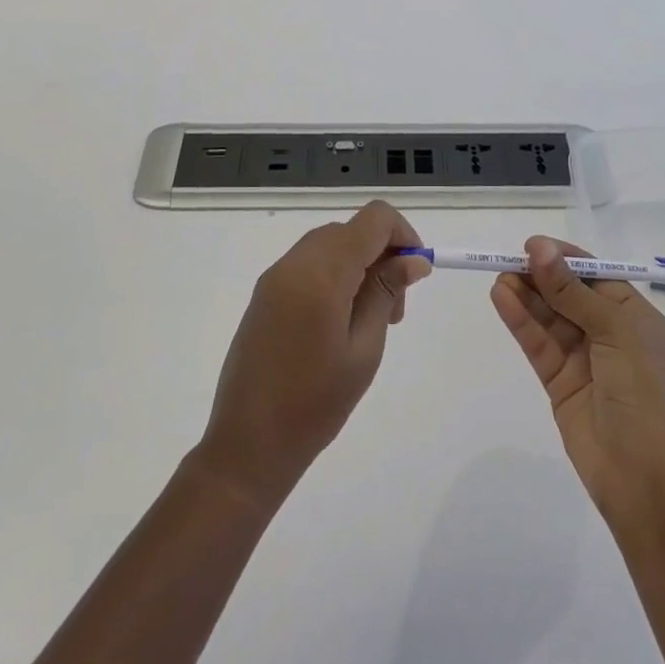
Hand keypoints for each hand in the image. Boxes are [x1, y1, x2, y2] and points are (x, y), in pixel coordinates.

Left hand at [195, 201, 432, 510]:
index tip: (416, 273)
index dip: (403, 234)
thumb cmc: (315, 404)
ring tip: (370, 318)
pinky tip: (339, 320)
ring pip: (330, 244)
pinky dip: (334, 274)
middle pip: (351, 229)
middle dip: (382, 253)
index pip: (374, 219)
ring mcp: (275, 276)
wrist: (248, 445)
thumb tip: (413, 260)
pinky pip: (308, 263)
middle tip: (395, 308)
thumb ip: (386, 293)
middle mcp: (295, 262)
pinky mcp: (265, 293)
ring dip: (358, 263)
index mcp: (323, 272)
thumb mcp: (364, 348)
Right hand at [491, 237, 664, 522]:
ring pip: (549, 318)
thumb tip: (539, 248)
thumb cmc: (646, 395)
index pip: (595, 276)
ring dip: (526, 296)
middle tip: (507, 260)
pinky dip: (520, 321)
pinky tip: (501, 299)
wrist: (648, 482)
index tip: (532, 245)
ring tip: (499, 277)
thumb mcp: (615, 332)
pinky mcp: (560, 383)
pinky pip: (538, 344)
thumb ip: (572, 291)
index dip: (565, 258)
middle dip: (540, 276)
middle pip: (568, 293)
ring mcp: (584, 360)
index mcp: (635, 318)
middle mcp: (610, 334)